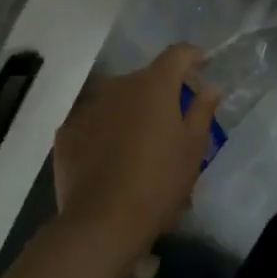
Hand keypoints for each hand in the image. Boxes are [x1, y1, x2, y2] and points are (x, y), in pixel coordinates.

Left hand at [54, 45, 218, 262]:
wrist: (101, 223)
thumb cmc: (158, 182)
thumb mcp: (193, 148)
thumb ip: (202, 110)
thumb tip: (210, 87)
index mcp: (155, 84)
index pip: (177, 54)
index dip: (192, 56)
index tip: (203, 65)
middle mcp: (120, 85)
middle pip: (146, 77)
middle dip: (161, 91)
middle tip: (172, 118)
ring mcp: (89, 106)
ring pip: (118, 97)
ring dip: (131, 108)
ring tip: (138, 139)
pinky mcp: (66, 130)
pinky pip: (93, 119)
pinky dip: (105, 128)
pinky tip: (110, 154)